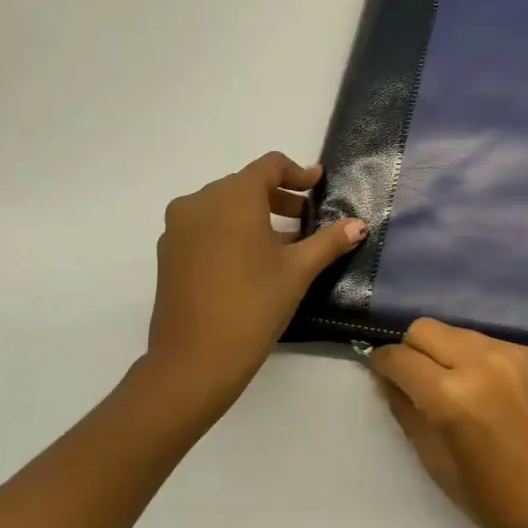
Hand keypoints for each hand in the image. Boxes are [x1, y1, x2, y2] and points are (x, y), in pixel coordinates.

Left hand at [128, 152, 365, 428]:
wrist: (193, 361)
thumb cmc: (253, 305)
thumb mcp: (298, 271)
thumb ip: (329, 241)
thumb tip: (359, 225)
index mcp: (233, 197)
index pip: (269, 166)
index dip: (298, 172)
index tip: (318, 184)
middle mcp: (199, 202)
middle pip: (245, 184)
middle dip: (278, 196)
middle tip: (305, 217)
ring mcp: (178, 228)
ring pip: (223, 205)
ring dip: (254, 213)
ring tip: (282, 241)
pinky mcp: (168, 253)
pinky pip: (205, 226)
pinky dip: (230, 230)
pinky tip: (250, 259)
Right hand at [369, 319, 527, 527]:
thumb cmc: (493, 499)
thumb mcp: (435, 462)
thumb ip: (407, 412)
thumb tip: (389, 381)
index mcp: (451, 396)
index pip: (400, 358)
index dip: (382, 365)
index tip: (380, 376)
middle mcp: (479, 362)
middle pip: (424, 329)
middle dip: (410, 350)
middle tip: (412, 381)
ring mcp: (508, 353)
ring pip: (454, 331)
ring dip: (441, 351)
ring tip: (448, 385)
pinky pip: (483, 341)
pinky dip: (470, 355)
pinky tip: (479, 387)